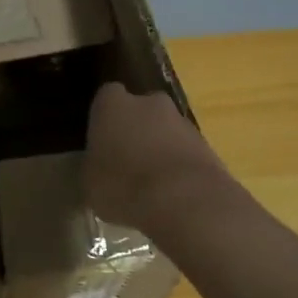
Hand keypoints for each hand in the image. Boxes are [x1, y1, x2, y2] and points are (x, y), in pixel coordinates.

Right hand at [85, 82, 227, 235]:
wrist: (185, 200)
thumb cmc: (123, 186)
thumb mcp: (90, 183)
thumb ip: (93, 166)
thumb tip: (97, 167)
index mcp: (113, 104)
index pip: (106, 97)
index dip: (104, 118)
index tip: (101, 140)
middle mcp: (148, 103)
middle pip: (140, 109)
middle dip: (136, 129)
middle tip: (127, 160)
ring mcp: (182, 121)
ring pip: (165, 130)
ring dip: (160, 148)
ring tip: (152, 184)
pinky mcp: (207, 144)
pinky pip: (185, 151)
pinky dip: (179, 166)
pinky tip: (174, 193)